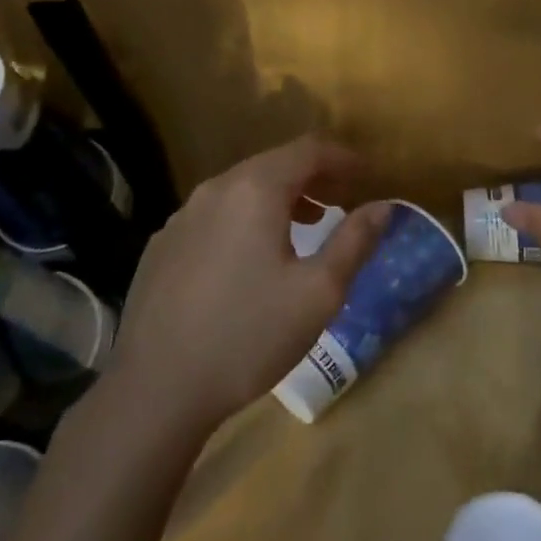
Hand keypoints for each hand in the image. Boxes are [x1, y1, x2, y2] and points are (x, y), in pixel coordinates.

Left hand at [104, 136, 389, 434]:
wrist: (156, 389)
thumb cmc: (249, 336)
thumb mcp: (318, 292)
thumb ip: (355, 241)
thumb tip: (384, 205)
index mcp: (255, 190)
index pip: (308, 150)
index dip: (345, 158)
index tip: (370, 176)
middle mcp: (215, 189)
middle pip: (274, 164)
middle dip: (315, 176)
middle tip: (345, 199)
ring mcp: (182, 217)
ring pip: (242, 189)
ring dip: (281, 197)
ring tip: (308, 224)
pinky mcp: (162, 246)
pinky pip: (215, 215)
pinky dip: (247, 219)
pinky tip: (252, 257)